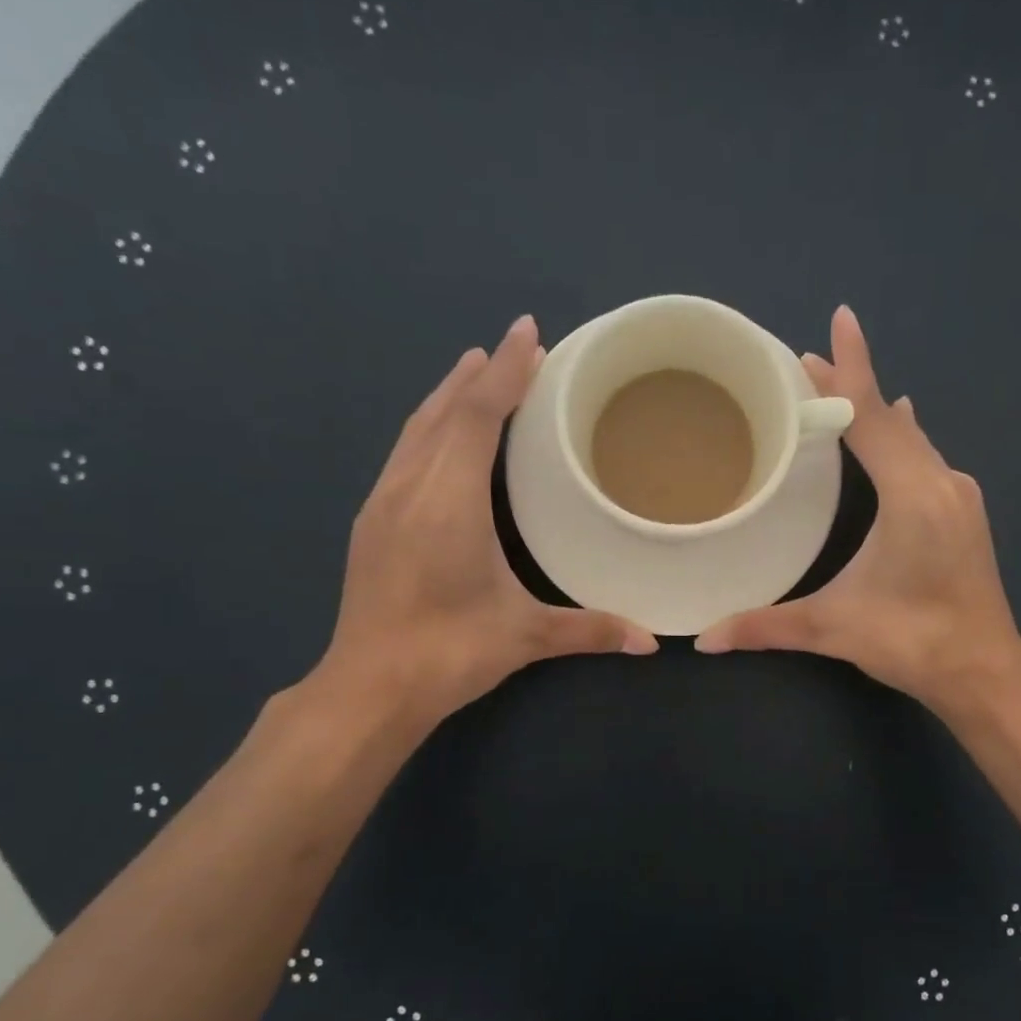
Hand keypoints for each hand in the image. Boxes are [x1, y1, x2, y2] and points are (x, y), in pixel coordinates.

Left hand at [312, 315, 656, 727]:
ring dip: (449, 396)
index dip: (506, 372)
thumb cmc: (449, 652)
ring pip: (416, 430)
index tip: (528, 332)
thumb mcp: (525, 636)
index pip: (478, 417)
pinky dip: (429, 428)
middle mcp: (410, 488)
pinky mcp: (370, 523)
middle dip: (481, 375)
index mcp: (449, 501)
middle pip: (444, 412)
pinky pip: (404, 453)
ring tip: (476, 372)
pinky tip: (440, 436)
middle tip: (515, 347)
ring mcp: (382, 504)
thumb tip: (651, 642)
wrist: (369, 687)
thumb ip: (590, 629)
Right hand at [695, 305, 1020, 717]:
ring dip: (876, 412)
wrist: (985, 672)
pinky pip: (925, 457)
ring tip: (841, 391)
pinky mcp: (964, 514)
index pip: (871, 418)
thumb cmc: (912, 641)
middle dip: (852, 387)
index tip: (837, 321)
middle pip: (891, 419)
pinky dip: (900, 437)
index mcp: (912, 494)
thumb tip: (703, 640)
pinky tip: (897, 429)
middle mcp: (941, 483)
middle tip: (808, 361)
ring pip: (913, 438)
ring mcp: (959, 497)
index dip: (850, 369)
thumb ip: (766, 627)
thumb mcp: (833, 628)